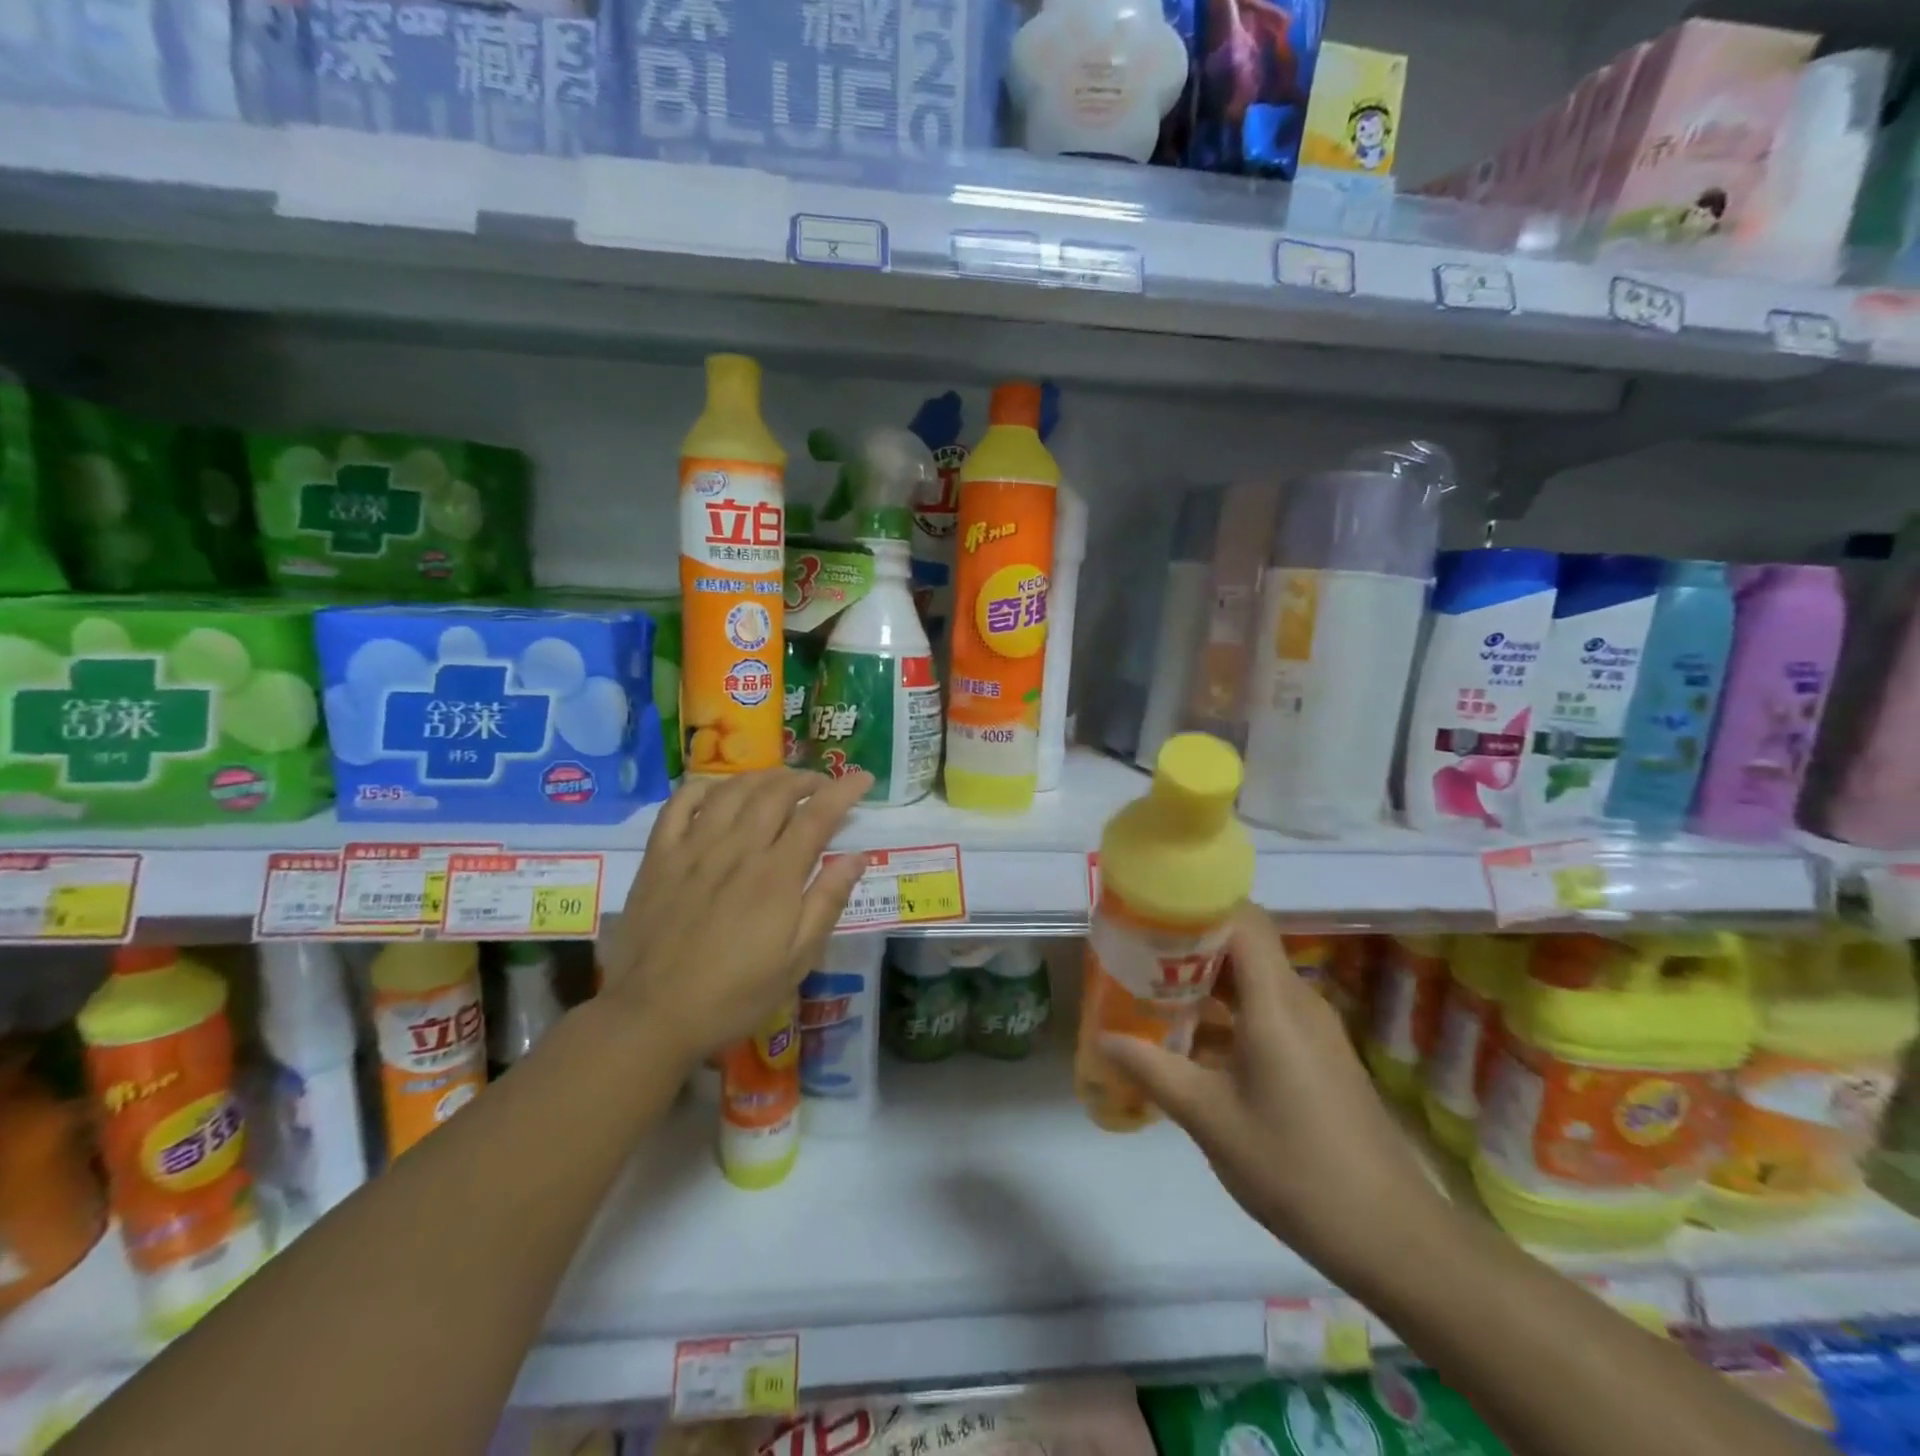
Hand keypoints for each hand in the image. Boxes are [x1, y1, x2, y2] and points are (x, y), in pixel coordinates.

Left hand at [594, 768, 873, 1067]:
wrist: (652, 1015)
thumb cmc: (735, 994)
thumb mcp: (797, 960)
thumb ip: (828, 902)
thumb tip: (857, 856)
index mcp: (776, 875)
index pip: (818, 814)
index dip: (844, 790)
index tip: (863, 778)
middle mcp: (737, 849)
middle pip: (777, 792)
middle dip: (807, 779)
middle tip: (823, 785)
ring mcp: (694, 848)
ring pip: (733, 789)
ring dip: (764, 777)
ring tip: (780, 784)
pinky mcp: (659, 856)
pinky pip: (680, 802)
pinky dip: (705, 787)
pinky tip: (720, 791)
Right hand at [1099, 906, 1446, 1282]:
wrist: (1392, 1237)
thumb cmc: (1295, 1167)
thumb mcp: (1210, 1120)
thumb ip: (1153, 1071)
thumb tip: (1103, 1038)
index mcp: (1276, 1003)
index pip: (1242, 918)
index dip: (1198, 904)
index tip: (1151, 910)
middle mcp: (1298, 1001)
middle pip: (1244, 943)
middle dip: (1191, 941)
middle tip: (1139, 951)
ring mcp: (1313, 1028)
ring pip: (1254, 977)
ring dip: (1207, 978)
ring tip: (1154, 989)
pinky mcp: (1318, 1054)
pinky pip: (1267, 1009)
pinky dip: (1229, 1010)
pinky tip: (1194, 1040)